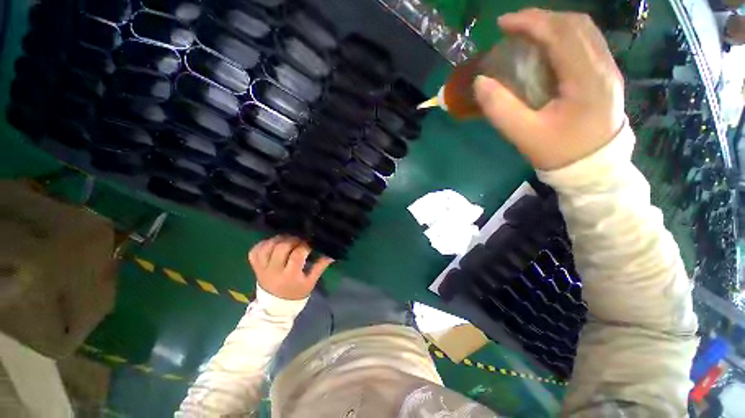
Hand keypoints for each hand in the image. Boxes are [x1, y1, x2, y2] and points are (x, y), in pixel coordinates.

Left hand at [248, 236, 333, 300]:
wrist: (275, 307)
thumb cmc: (296, 293)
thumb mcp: (311, 282)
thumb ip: (320, 266)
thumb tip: (331, 254)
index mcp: (290, 275)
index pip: (297, 255)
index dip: (305, 246)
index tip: (311, 243)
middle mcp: (274, 271)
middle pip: (281, 247)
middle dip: (292, 240)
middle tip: (299, 240)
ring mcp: (262, 268)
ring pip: (267, 247)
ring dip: (279, 239)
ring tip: (287, 239)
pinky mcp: (255, 267)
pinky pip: (255, 251)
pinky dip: (263, 243)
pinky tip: (273, 243)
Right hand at [474, 9, 625, 170]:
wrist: (595, 169)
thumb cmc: (559, 153)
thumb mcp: (524, 135)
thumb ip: (500, 109)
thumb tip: (480, 82)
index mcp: (586, 79)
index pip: (560, 34)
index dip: (530, 22)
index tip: (502, 24)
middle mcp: (603, 66)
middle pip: (575, 24)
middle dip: (541, 19)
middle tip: (512, 28)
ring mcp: (608, 69)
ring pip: (584, 30)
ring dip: (553, 25)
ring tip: (527, 34)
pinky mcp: (606, 76)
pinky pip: (587, 43)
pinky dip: (564, 36)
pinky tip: (547, 48)